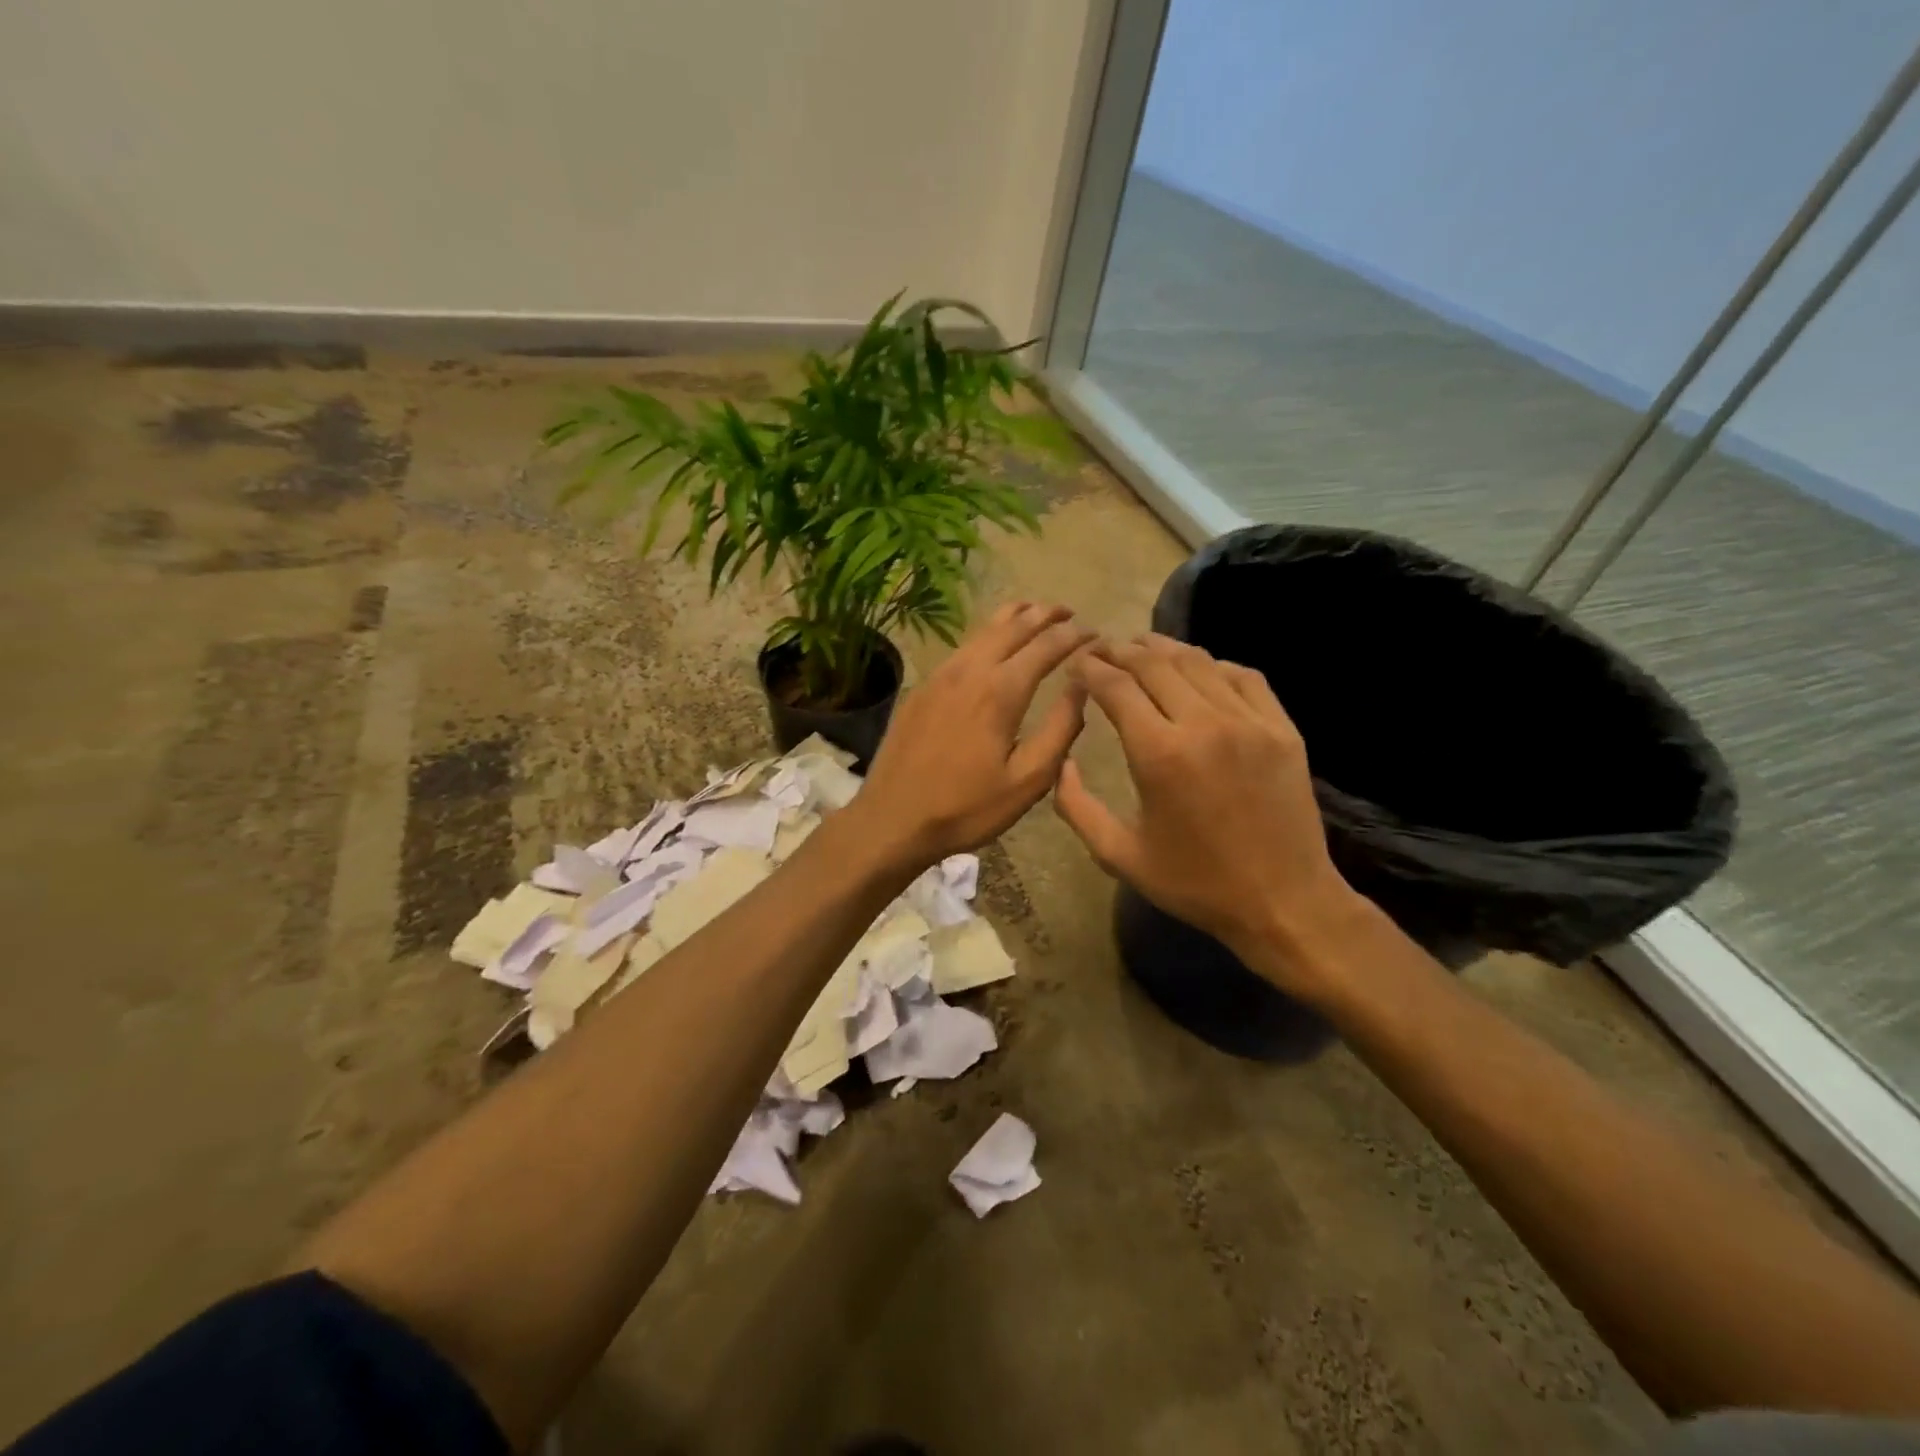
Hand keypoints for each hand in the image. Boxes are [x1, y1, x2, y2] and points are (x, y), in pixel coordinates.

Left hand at [857, 602, 1092, 866]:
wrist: (892, 819)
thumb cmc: (966, 808)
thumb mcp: (1027, 781)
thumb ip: (1061, 730)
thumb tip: (1082, 687)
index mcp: (1001, 691)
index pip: (1047, 645)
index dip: (1075, 635)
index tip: (1096, 633)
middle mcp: (970, 670)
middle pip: (1013, 625)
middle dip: (1045, 614)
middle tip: (1070, 612)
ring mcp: (940, 675)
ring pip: (983, 629)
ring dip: (1014, 617)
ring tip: (1035, 614)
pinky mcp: (922, 687)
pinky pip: (962, 646)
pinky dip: (987, 634)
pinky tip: (993, 646)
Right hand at [1054, 634, 1363, 999]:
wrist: (1284, 902)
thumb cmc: (1195, 883)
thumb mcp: (1119, 855)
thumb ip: (1076, 807)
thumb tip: (1060, 762)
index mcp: (1159, 754)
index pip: (1115, 686)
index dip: (1090, 668)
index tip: (1076, 663)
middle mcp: (1204, 724)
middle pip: (1153, 663)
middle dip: (1120, 650)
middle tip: (1102, 649)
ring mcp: (1249, 721)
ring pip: (1198, 661)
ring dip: (1163, 649)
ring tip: (1141, 648)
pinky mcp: (1282, 728)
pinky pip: (1243, 676)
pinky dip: (1213, 665)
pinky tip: (1198, 670)